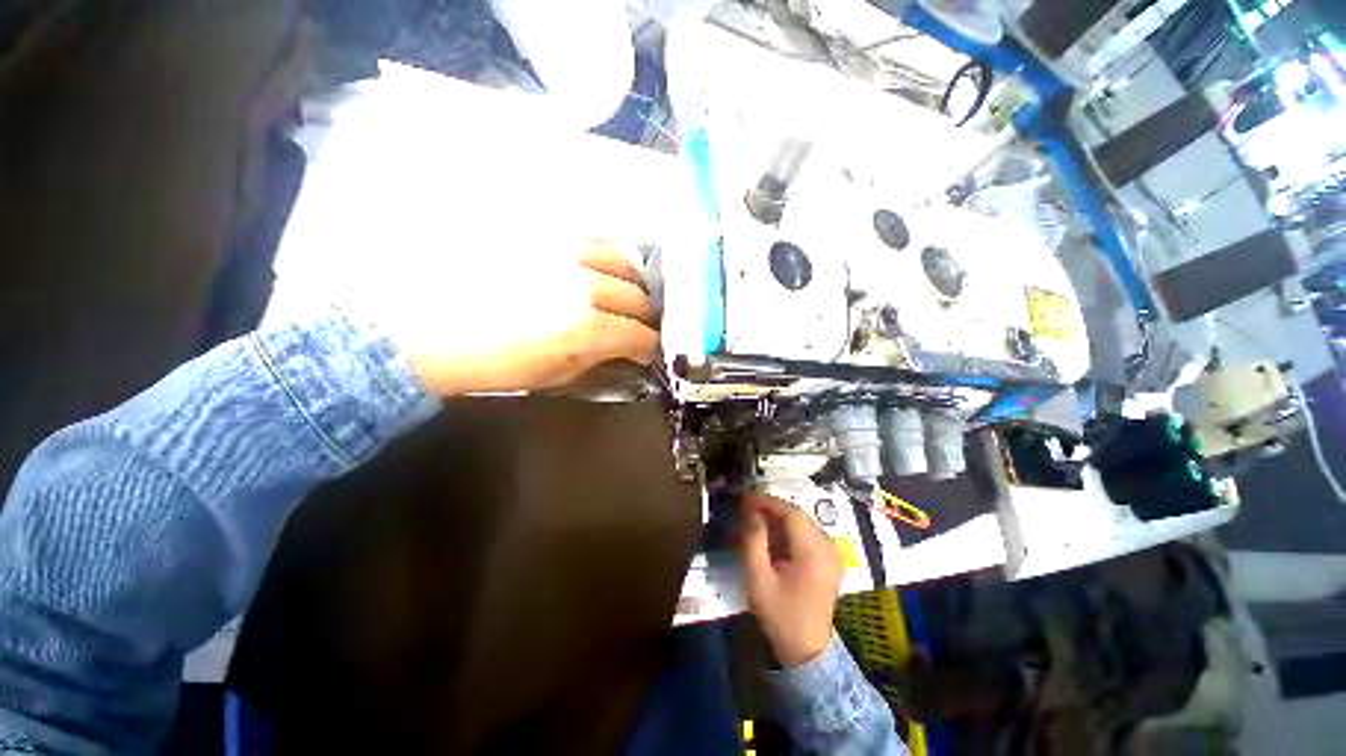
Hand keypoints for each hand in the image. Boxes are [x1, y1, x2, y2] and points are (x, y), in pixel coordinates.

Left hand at [369, 240, 658, 395]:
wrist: (419, 326)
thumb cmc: (487, 363)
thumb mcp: (552, 376)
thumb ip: (598, 361)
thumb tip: (627, 353)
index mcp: (584, 327)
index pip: (639, 334)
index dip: (650, 345)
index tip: (649, 349)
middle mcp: (581, 282)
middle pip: (637, 295)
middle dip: (645, 315)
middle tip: (638, 323)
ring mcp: (560, 249)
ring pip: (620, 258)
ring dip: (630, 279)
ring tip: (623, 290)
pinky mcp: (539, 228)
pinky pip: (589, 234)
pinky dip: (603, 253)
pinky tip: (596, 265)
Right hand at [741, 492, 843, 667]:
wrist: (808, 651)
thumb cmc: (781, 615)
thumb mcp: (759, 580)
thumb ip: (753, 542)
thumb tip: (751, 512)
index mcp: (814, 553)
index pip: (791, 513)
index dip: (767, 501)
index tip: (745, 498)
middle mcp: (828, 548)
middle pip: (798, 516)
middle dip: (771, 508)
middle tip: (746, 507)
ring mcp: (832, 554)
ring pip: (802, 523)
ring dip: (778, 518)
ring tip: (754, 518)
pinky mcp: (829, 560)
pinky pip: (807, 534)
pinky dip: (787, 530)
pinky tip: (771, 534)